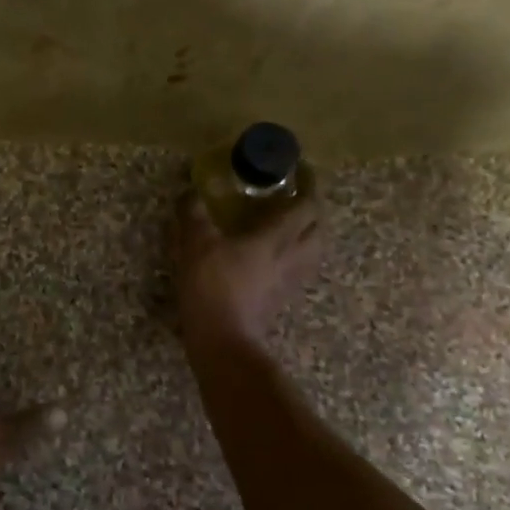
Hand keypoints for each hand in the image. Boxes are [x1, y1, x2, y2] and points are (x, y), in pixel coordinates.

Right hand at [173, 193, 324, 349]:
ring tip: (289, 224)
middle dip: (312, 208)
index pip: (307, 205)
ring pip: (313, 250)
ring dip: (308, 233)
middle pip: (319, 227)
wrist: (222, 339)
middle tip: (295, 195)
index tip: (302, 169)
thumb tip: (190, 193)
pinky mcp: (281, 298)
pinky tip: (274, 255)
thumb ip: (193, 214)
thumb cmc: (212, 286)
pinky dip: (294, 254)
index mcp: (277, 237)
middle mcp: (292, 256)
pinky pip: (299, 268)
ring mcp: (290, 280)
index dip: (309, 184)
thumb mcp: (194, 243)